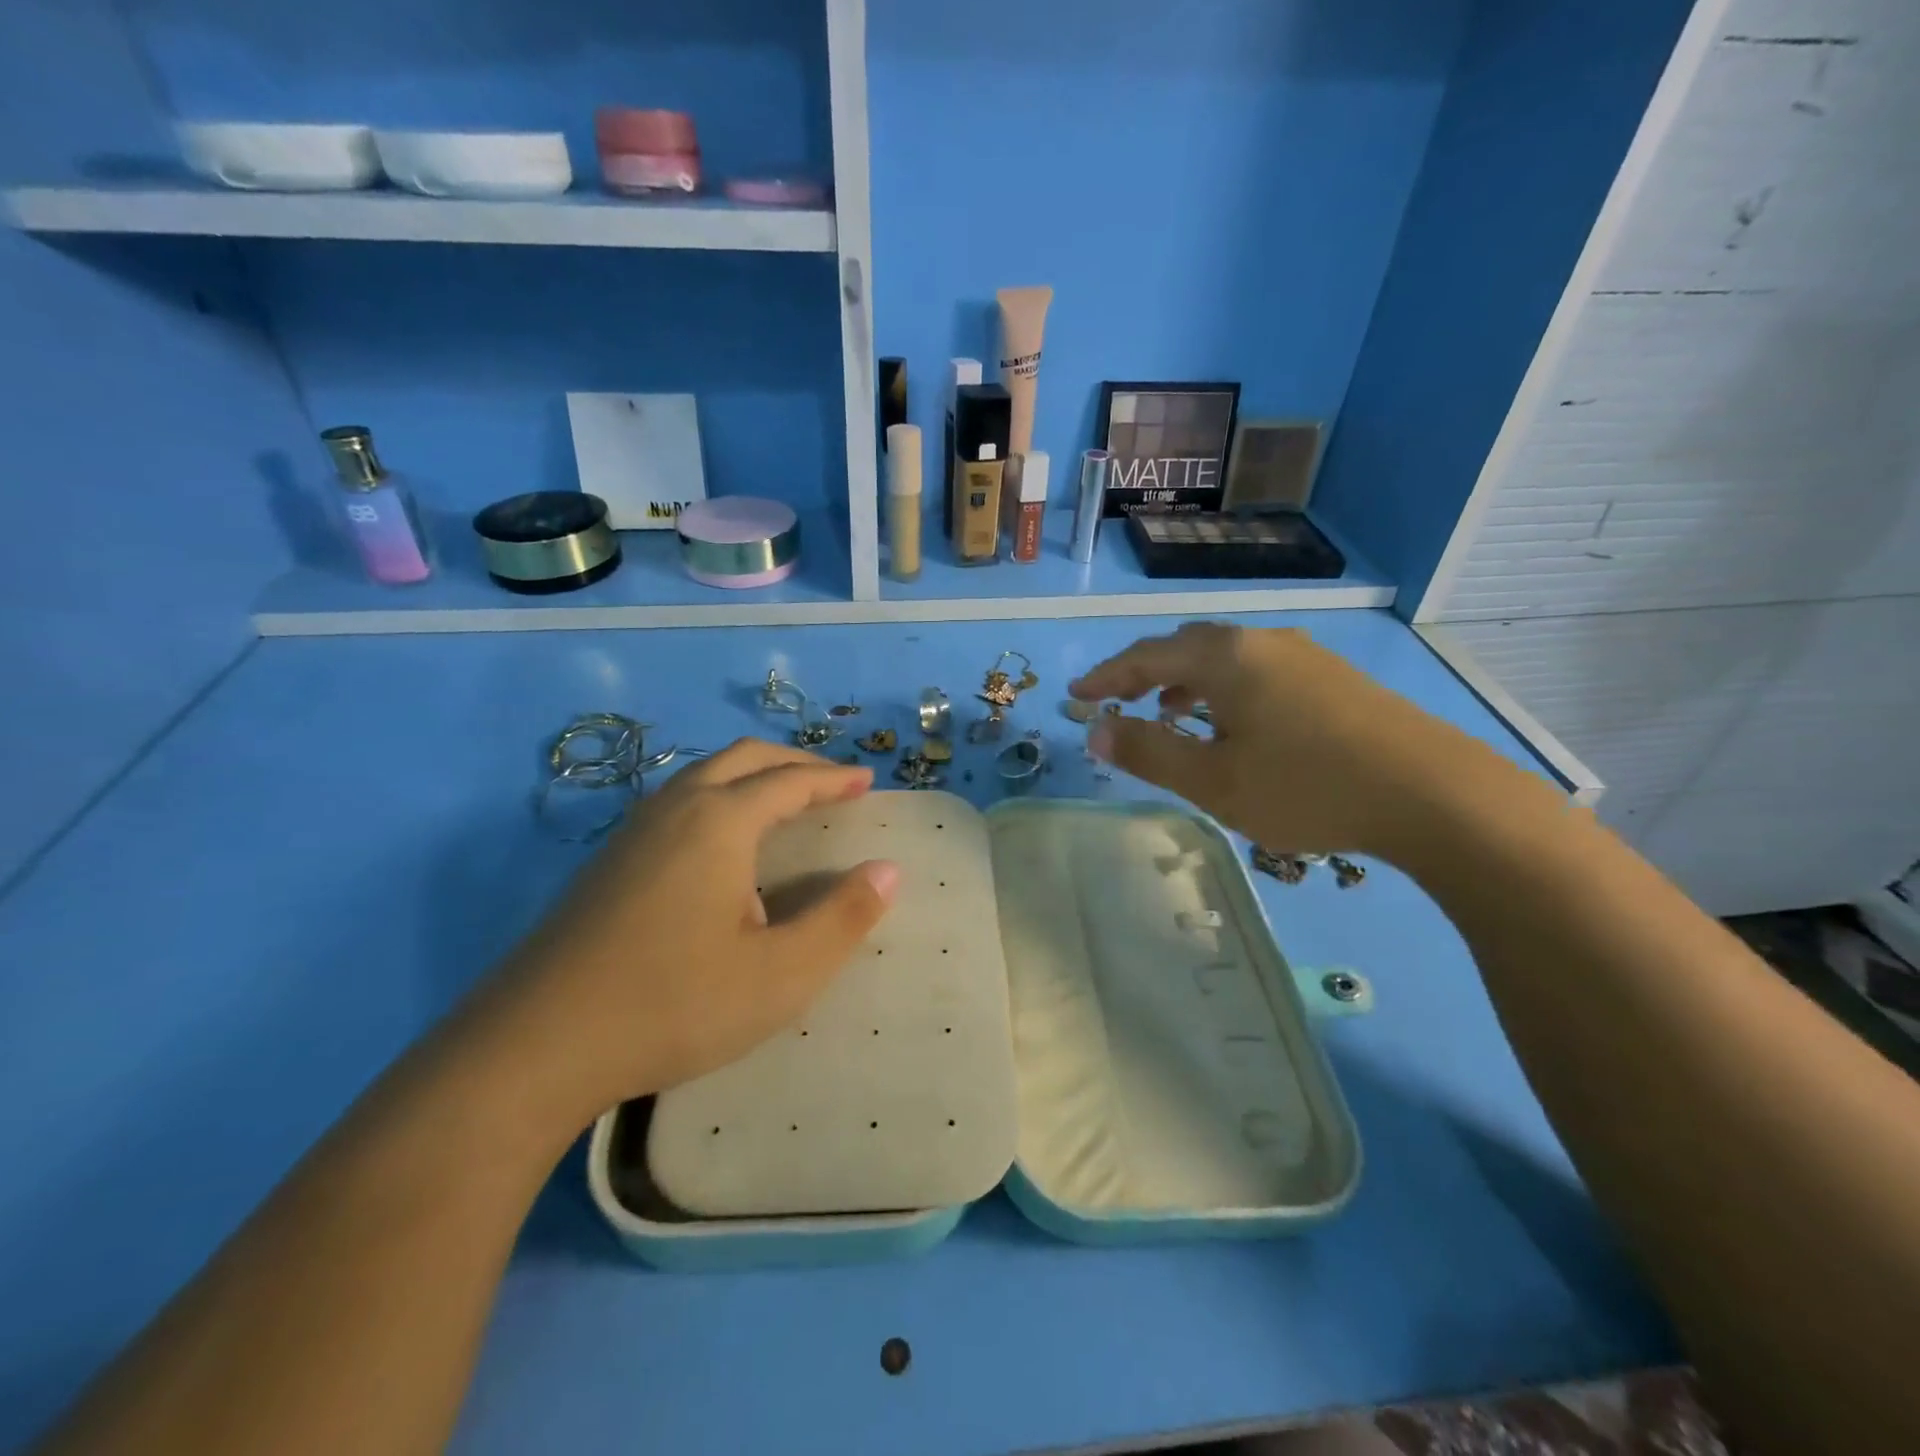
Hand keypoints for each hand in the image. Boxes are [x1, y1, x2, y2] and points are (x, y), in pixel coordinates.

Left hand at [469, 740, 899, 1135]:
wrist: (533, 1047)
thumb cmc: (672, 1004)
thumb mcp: (780, 974)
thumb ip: (842, 918)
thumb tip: (888, 871)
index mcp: (719, 822)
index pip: (789, 781)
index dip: (833, 779)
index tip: (866, 781)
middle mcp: (674, 809)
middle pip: (742, 759)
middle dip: (793, 763)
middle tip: (832, 783)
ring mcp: (632, 833)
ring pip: (702, 776)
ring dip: (751, 776)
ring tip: (782, 801)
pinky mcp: (606, 863)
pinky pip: (676, 802)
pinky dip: (718, 797)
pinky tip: (720, 844)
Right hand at [1071, 622, 1517, 858]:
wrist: (1433, 794)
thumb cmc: (1306, 787)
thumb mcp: (1213, 781)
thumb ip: (1148, 753)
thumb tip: (1094, 731)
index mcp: (1225, 657)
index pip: (1146, 656)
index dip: (1106, 676)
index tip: (1076, 693)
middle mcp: (1261, 641)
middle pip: (1185, 648)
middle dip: (1144, 674)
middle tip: (1116, 701)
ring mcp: (1303, 656)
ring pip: (1225, 659)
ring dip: (1185, 682)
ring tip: (1169, 712)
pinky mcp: (1332, 678)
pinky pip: (1256, 671)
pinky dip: (1224, 690)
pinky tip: (1234, 723)